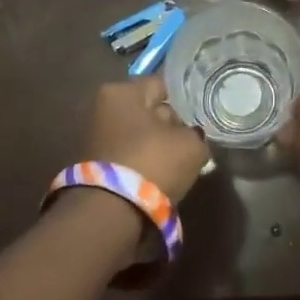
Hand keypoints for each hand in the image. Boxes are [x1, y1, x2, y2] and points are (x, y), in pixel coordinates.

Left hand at [83, 77, 209, 204]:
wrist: (110, 213)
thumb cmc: (152, 163)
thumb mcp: (191, 144)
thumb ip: (196, 133)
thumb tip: (192, 134)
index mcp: (121, 91)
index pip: (163, 86)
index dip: (187, 100)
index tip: (203, 116)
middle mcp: (103, 108)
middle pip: (150, 110)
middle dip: (171, 125)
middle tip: (194, 142)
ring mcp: (96, 137)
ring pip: (141, 136)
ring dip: (158, 147)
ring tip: (181, 163)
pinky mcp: (96, 165)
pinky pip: (131, 156)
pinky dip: (145, 163)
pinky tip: (162, 176)